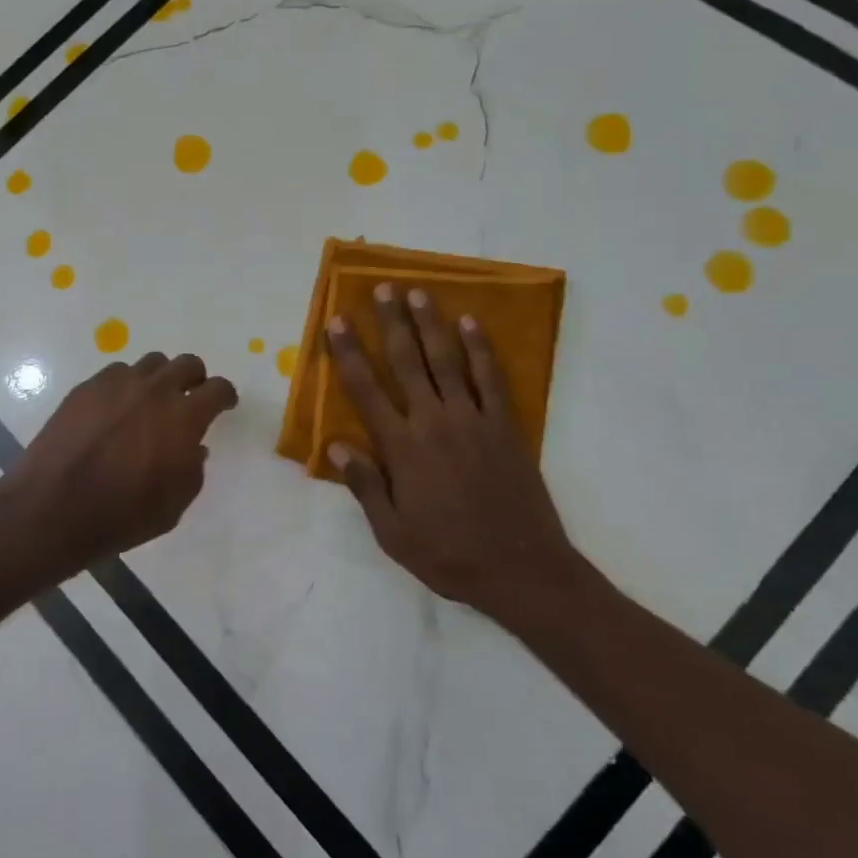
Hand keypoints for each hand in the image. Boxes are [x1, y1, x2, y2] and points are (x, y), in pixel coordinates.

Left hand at [12, 352, 238, 568]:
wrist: (53, 509)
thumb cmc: (121, 515)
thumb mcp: (173, 506)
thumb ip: (192, 470)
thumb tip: (193, 448)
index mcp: (183, 417)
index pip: (218, 389)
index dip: (225, 395)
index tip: (224, 404)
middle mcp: (154, 390)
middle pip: (187, 363)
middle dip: (195, 378)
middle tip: (190, 398)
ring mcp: (117, 384)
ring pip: (151, 363)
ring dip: (159, 378)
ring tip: (150, 401)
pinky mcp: (86, 388)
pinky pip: (116, 373)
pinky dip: (125, 386)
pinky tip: (115, 409)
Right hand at [325, 285, 584, 617]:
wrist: (521, 569)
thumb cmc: (449, 554)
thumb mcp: (392, 533)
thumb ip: (365, 485)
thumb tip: (335, 445)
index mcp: (402, 448)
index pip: (365, 390)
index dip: (348, 353)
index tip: (337, 323)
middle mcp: (433, 422)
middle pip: (406, 362)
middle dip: (391, 323)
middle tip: (382, 289)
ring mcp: (473, 420)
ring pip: (447, 360)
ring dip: (431, 324)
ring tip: (419, 293)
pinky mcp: (505, 426)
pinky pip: (490, 378)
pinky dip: (481, 349)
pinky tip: (472, 323)